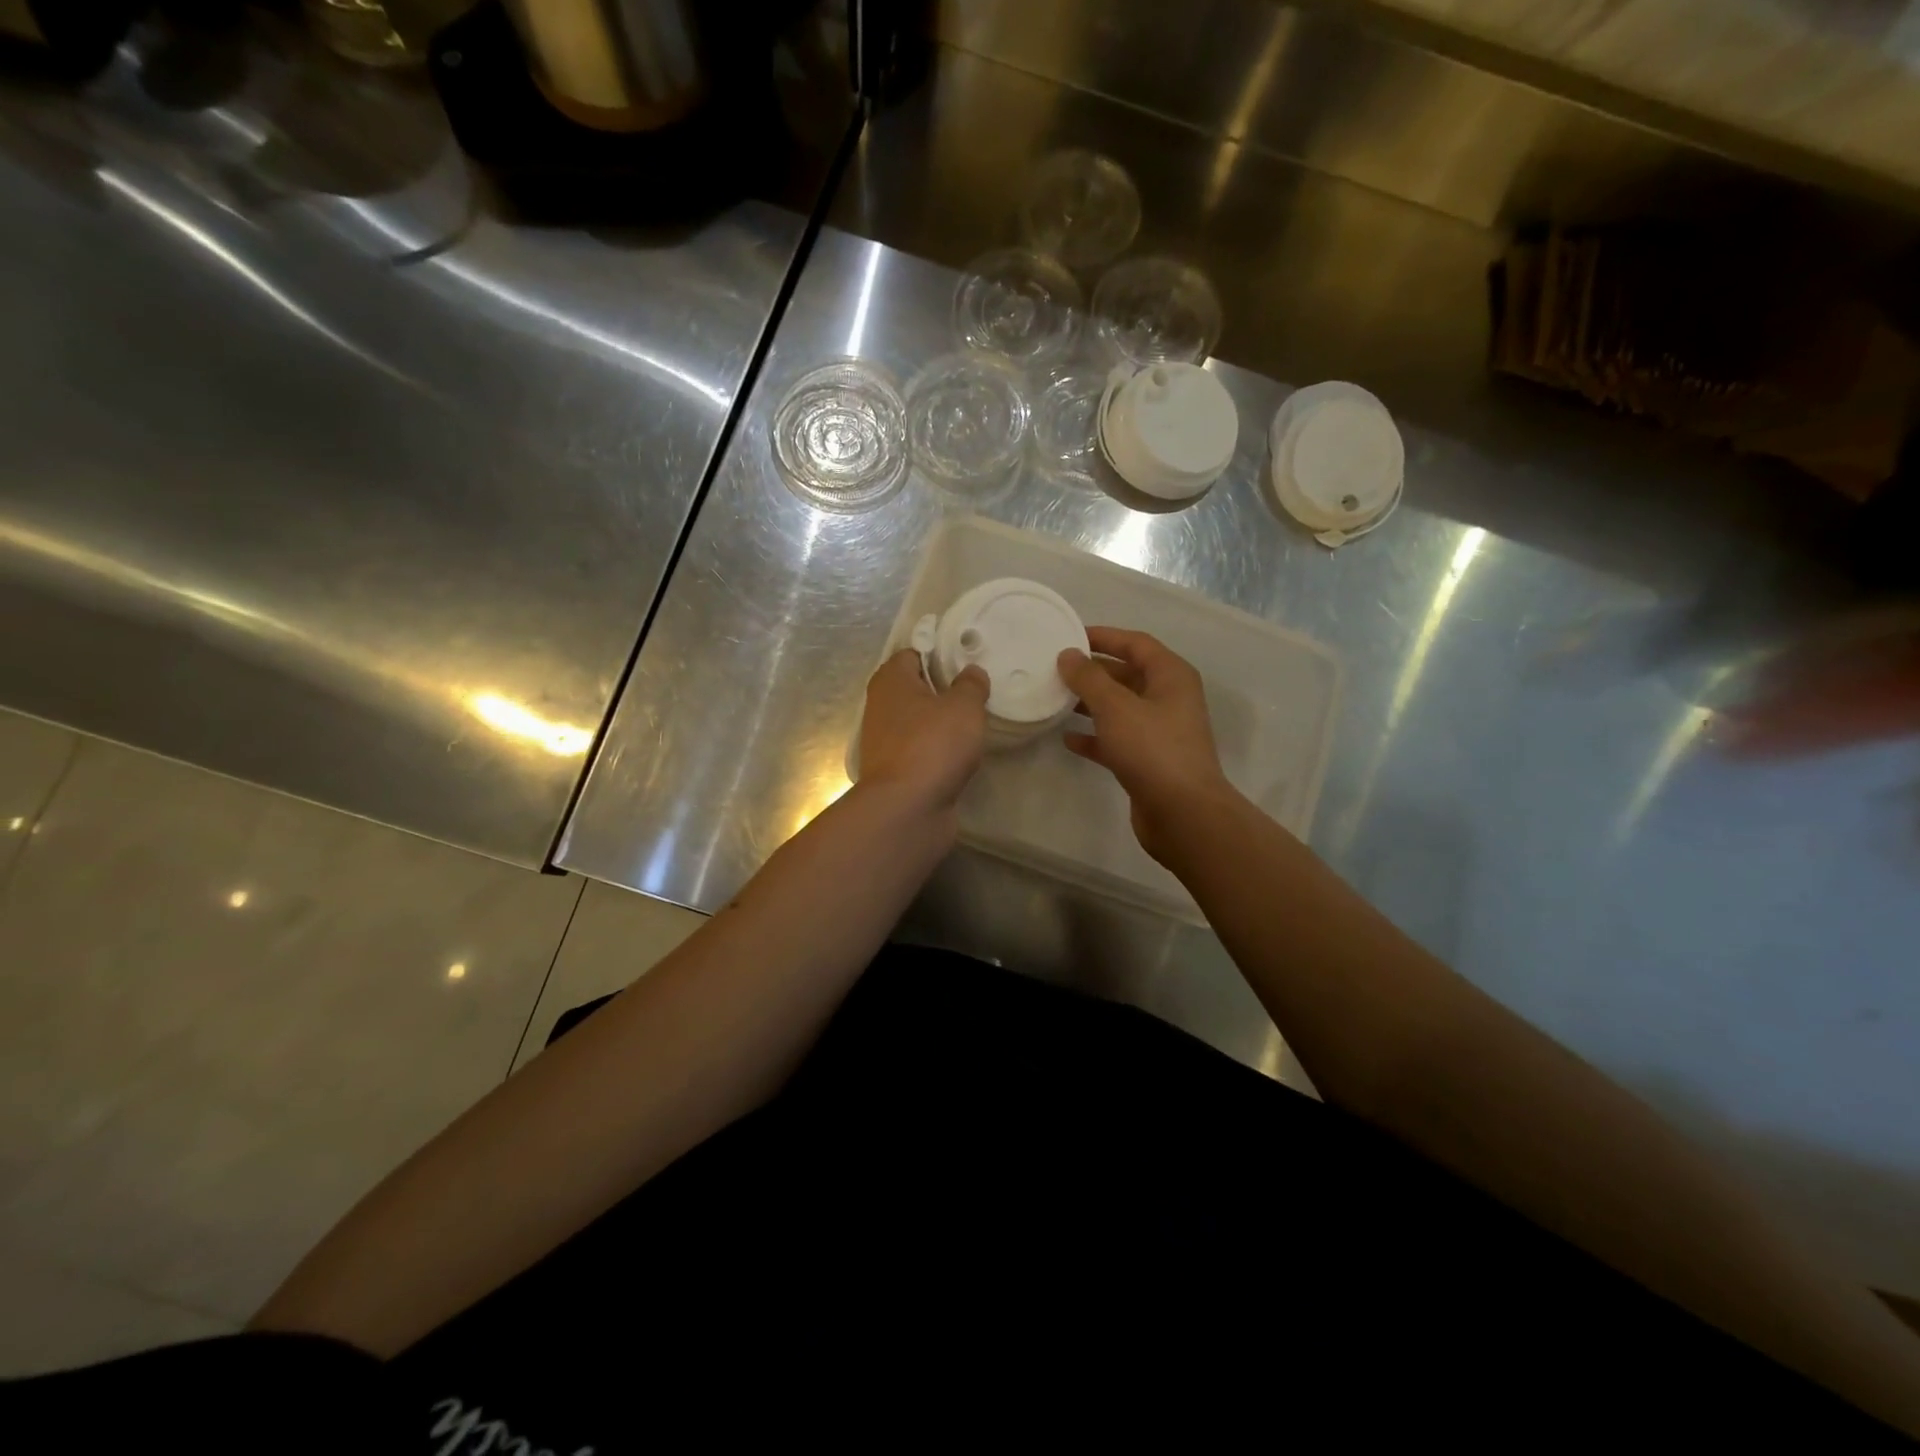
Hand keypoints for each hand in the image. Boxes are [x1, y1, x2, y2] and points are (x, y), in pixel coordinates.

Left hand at [858, 649, 989, 813]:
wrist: (907, 809)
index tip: (967, 661)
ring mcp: (885, 742)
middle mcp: (881, 707)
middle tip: (976, 692)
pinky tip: (961, 754)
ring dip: (941, 724)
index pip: (913, 653)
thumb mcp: (964, 707)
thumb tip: (971, 673)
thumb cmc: (933, 745)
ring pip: (918, 722)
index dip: (939, 654)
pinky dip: (938, 751)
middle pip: (915, 689)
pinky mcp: (895, 772)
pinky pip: (921, 751)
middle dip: (943, 690)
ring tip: (974, 723)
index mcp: (890, 681)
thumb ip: (971, 685)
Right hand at [1058, 627, 1236, 861]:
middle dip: (1093, 671)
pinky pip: (1117, 739)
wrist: (1183, 813)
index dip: (1104, 637)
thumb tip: (1068, 655)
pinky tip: (1068, 738)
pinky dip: (1095, 736)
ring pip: (1120, 708)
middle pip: (1127, 674)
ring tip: (1056, 699)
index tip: (1069, 637)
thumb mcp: (1116, 707)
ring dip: (1091, 703)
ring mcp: (1160, 732)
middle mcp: (1169, 699)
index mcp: (1171, 676)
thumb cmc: (1153, 749)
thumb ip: (1089, 678)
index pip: (1136, 643)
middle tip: (1055, 669)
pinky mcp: (1148, 761)